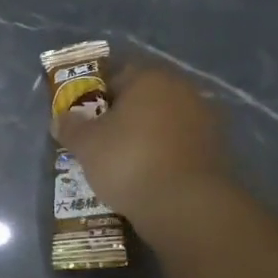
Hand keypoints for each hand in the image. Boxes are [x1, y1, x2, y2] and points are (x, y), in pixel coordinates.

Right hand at [54, 64, 234, 230]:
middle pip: (142, 97)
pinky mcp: (215, 149)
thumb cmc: (128, 162)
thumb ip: (71, 127)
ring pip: (162, 121)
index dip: (93, 93)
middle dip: (120, 115)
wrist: (185, 204)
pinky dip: (162, 154)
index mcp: (150, 78)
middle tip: (97, 139)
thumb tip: (61, 117)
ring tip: (121, 161)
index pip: (115, 73)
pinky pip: (178, 144)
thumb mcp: (86, 145)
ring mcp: (204, 119)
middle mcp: (182, 89)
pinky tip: (146, 174)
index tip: (80, 116)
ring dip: (143, 135)